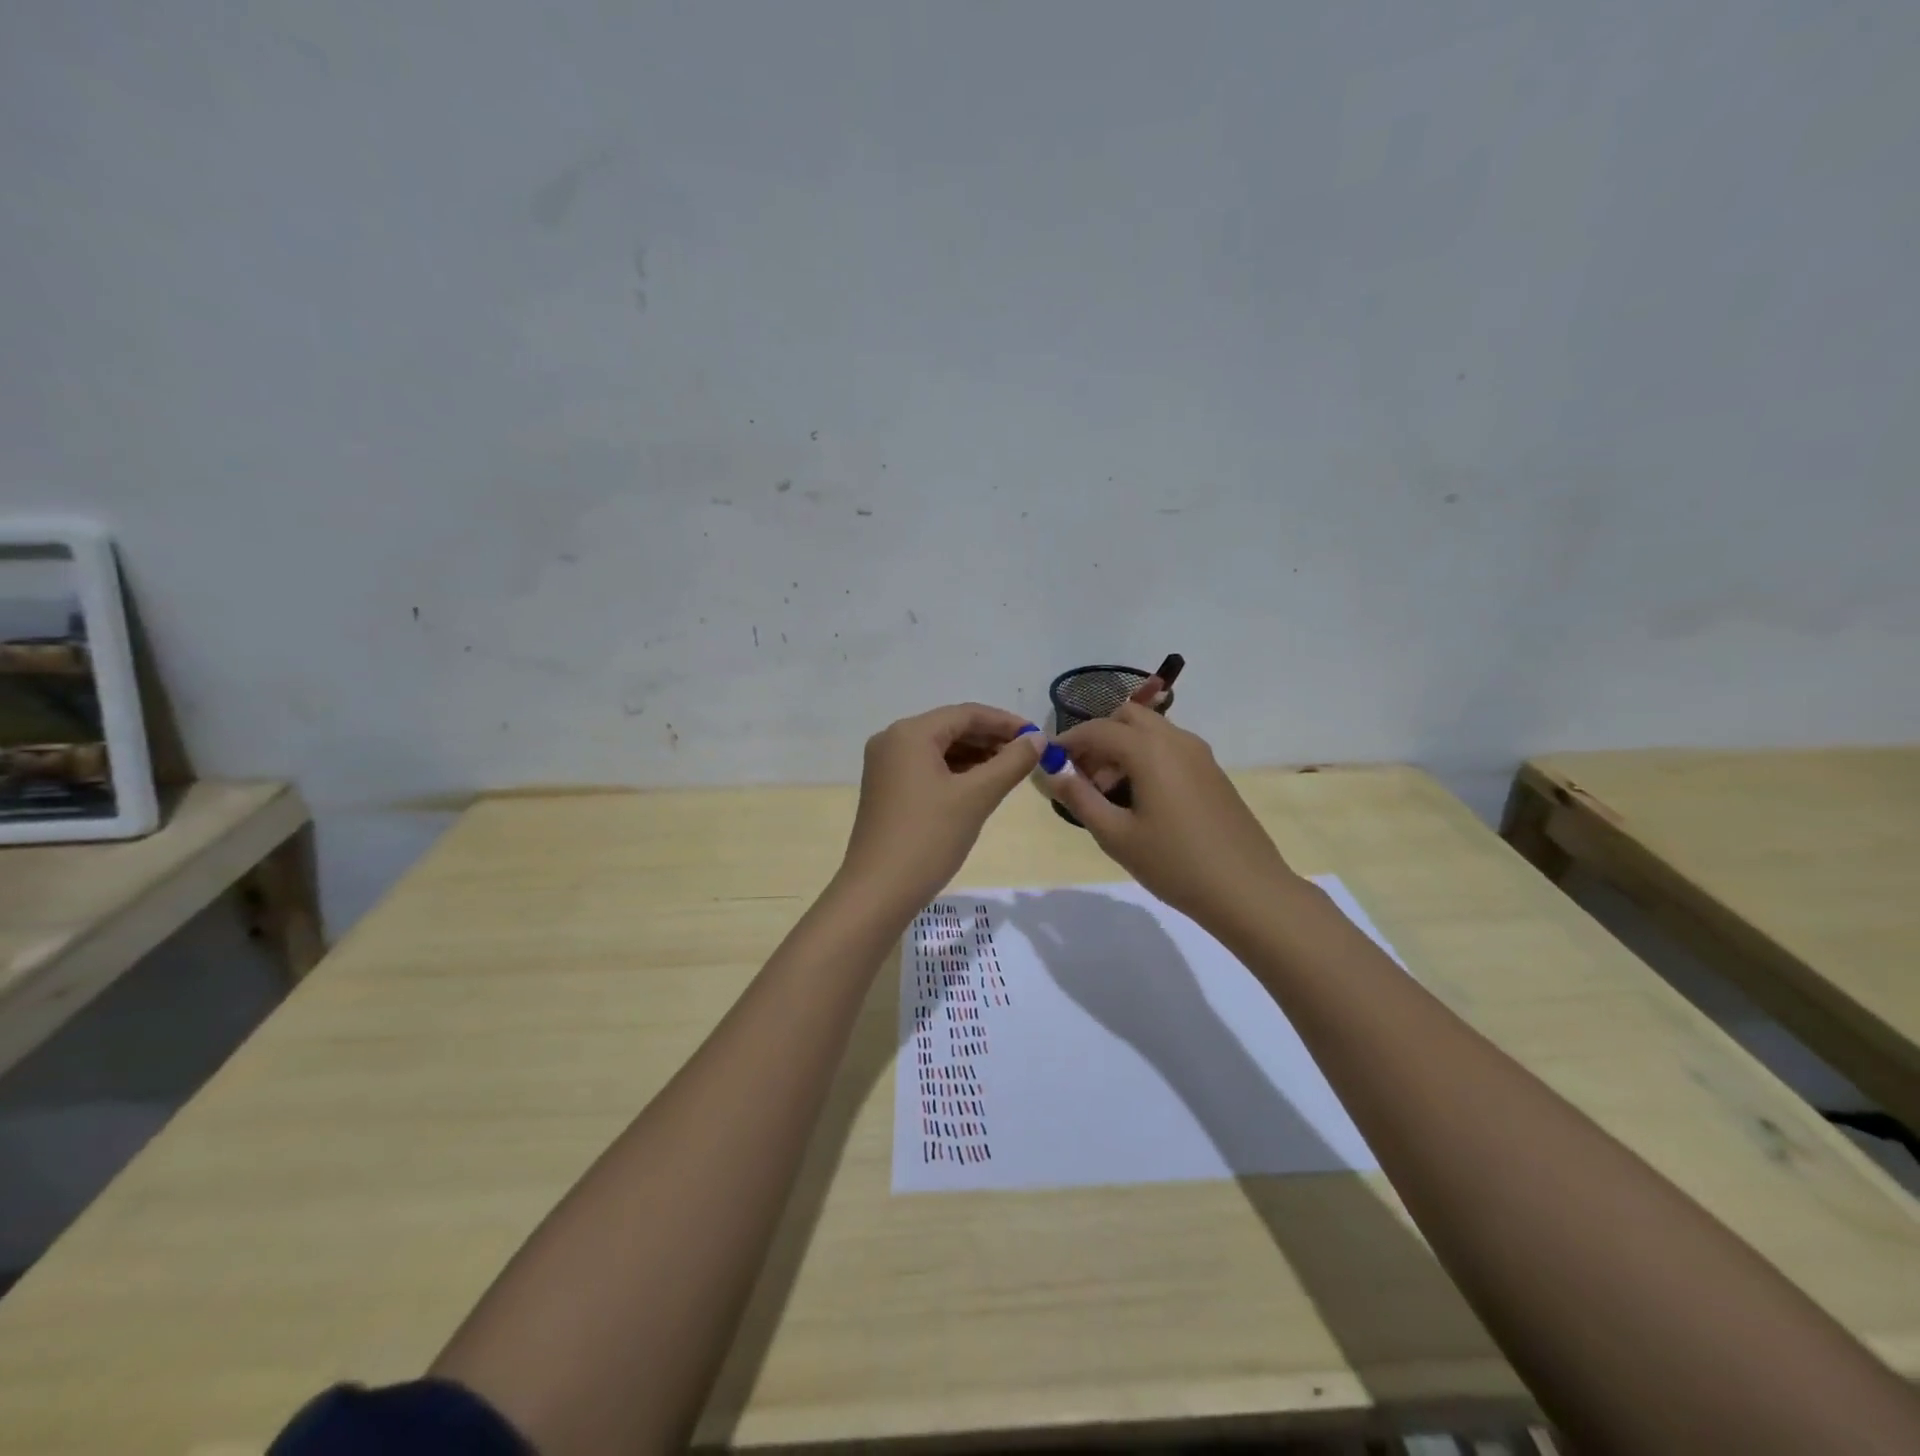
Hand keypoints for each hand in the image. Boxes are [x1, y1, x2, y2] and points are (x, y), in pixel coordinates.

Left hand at [840, 703, 1045, 907]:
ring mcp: (885, 766)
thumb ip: (1011, 763)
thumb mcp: (976, 797)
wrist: (878, 891)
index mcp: (910, 733)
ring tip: (1010, 771)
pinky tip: (980, 785)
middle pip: (951, 728)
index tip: (1038, 737)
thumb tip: (1038, 739)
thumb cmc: (929, 838)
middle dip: (991, 739)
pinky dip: (955, 772)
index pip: (966, 714)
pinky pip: (927, 767)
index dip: (1005, 722)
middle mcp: (892, 740)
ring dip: (975, 756)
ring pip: (939, 749)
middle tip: (1028, 755)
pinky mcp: (886, 789)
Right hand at [1051, 704, 1297, 929]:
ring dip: (1123, 747)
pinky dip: (1146, 757)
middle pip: (1128, 717)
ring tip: (1109, 794)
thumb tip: (1052, 772)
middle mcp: (1176, 740)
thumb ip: (1080, 798)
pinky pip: (1170, 748)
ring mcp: (1200, 754)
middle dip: (1099, 737)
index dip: (1068, 741)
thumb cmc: (1175, 864)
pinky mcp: (1213, 772)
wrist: (1248, 890)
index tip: (1048, 761)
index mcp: (1150, 750)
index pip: (1098, 730)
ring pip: (1151, 731)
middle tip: (1083, 776)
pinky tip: (1141, 800)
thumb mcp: (1116, 836)